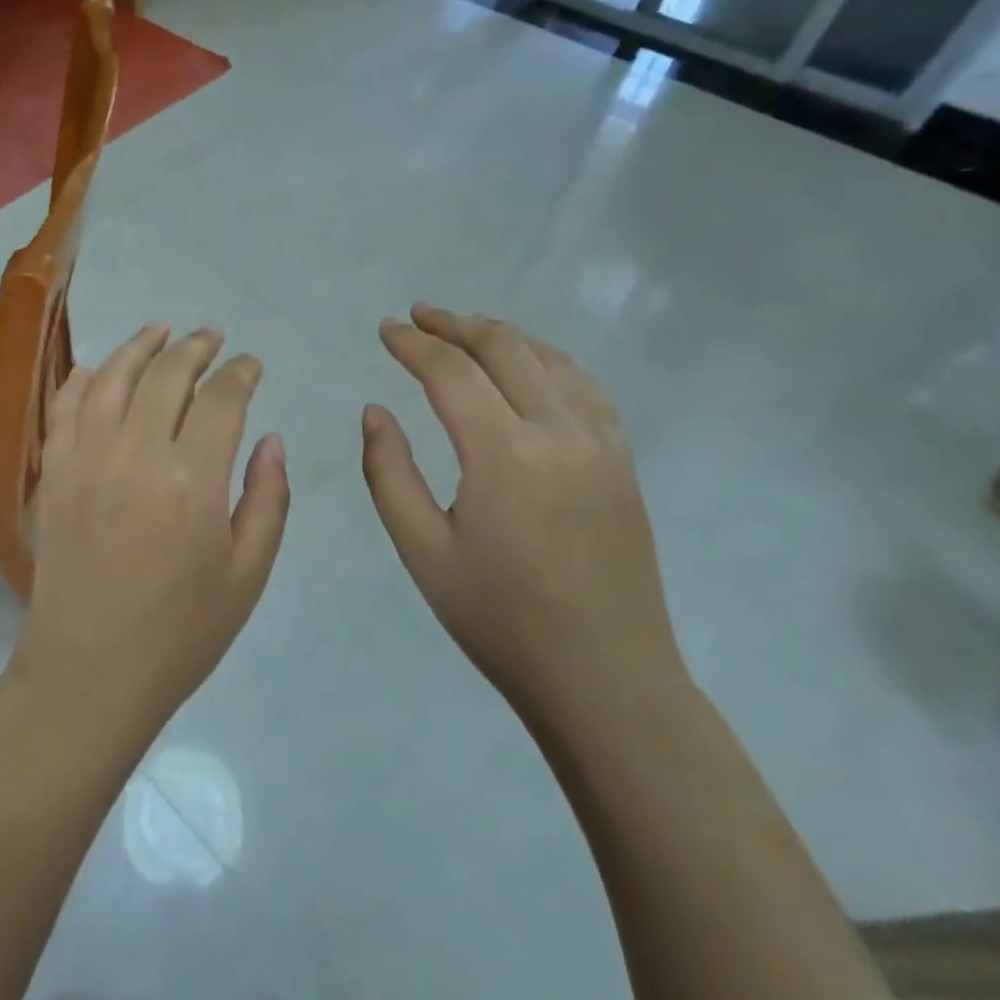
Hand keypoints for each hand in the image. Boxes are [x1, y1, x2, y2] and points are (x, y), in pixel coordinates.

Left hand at [11, 325, 290, 729]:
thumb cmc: (181, 632)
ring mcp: (86, 458)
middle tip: (212, 337)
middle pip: (167, 375)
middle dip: (196, 348)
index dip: (241, 373)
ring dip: (140, 346)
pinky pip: (65, 407)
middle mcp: (136, 453)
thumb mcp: (248, 574)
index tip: (251, 365)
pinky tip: (98, 367)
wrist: (90, 670)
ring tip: (161, 331)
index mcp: (193, 480)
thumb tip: (271, 439)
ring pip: (113, 377)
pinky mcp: (53, 472)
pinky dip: (83, 378)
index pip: (222, 399)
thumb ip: (267, 498)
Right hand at [361, 305, 684, 716]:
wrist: (607, 681)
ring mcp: (602, 445)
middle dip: (455, 324)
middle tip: (417, 317)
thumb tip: (376, 411)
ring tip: (463, 332)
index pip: (451, 372)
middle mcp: (560, 433)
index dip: (413, 344)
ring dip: (502, 335)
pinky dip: (547, 360)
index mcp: (505, 454)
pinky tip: (528, 367)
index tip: (385, 329)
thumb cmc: (501, 619)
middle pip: (505, 348)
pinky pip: (585, 387)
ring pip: (550, 358)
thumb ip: (389, 472)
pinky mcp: (623, 463)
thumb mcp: (422, 551)